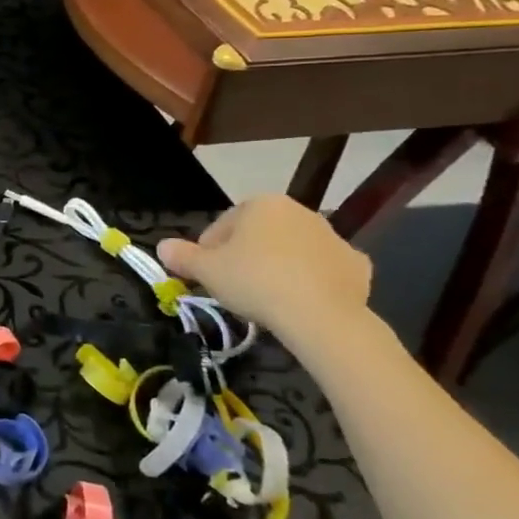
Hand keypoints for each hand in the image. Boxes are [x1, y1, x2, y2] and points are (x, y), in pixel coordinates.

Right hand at [156, 194, 370, 338]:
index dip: (209, 252)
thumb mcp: (206, 271)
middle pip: (259, 235)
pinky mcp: (357, 264)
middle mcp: (298, 211)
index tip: (207, 276)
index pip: (222, 225)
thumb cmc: (255, 281)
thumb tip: (161, 246)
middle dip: (246, 256)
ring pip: (292, 250)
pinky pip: (324, 269)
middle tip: (235, 287)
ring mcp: (332, 236)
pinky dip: (313, 280)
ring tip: (267, 298)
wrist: (321, 315)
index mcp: (260, 204)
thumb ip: (182, 256)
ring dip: (279, 267)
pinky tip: (302, 301)